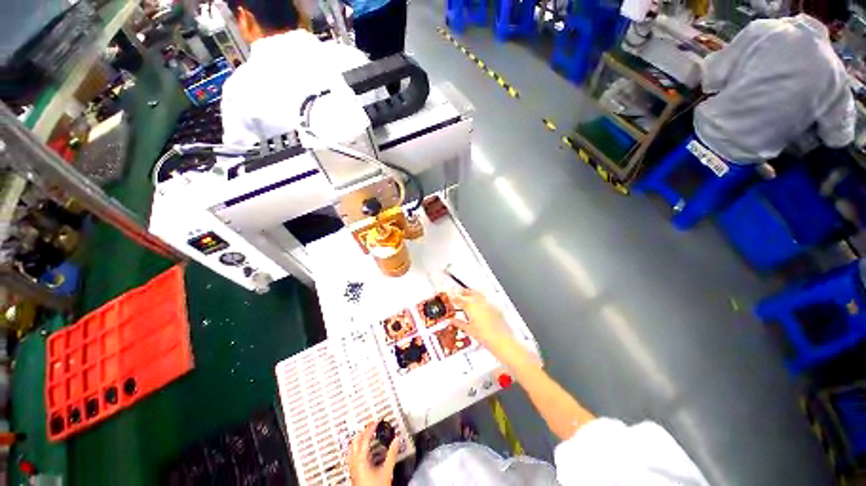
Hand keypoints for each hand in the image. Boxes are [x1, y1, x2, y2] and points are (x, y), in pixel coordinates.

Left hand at [348, 421, 398, 485]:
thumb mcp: (387, 470)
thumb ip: (392, 454)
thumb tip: (396, 440)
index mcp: (360, 459)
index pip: (364, 438)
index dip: (371, 428)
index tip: (376, 421)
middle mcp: (354, 463)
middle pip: (355, 441)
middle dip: (363, 432)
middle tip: (371, 426)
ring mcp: (352, 469)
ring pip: (353, 449)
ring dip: (360, 440)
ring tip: (368, 435)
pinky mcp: (354, 473)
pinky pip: (353, 456)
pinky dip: (359, 449)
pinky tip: (366, 451)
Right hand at [451, 289, 511, 346]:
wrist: (501, 340)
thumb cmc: (486, 337)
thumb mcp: (469, 330)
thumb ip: (459, 323)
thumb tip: (453, 321)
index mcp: (471, 307)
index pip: (460, 299)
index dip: (454, 298)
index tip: (451, 298)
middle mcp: (480, 303)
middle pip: (469, 293)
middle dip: (463, 292)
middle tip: (458, 292)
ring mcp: (488, 304)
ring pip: (478, 294)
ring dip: (472, 293)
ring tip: (468, 294)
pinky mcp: (495, 307)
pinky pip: (486, 299)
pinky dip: (480, 299)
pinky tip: (479, 303)